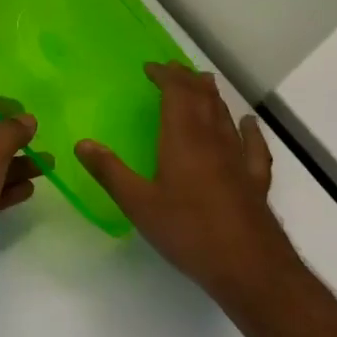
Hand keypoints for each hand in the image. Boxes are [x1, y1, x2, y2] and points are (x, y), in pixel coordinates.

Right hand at [73, 63, 295, 304]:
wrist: (251, 269)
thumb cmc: (189, 232)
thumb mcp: (139, 204)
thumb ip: (109, 172)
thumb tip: (81, 143)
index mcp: (183, 139)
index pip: (176, 93)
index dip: (165, 76)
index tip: (150, 67)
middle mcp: (212, 140)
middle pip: (202, 98)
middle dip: (187, 79)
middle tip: (173, 68)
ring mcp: (238, 160)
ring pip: (225, 116)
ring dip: (212, 96)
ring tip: (203, 82)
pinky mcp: (255, 181)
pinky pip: (253, 146)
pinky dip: (249, 130)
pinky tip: (248, 123)